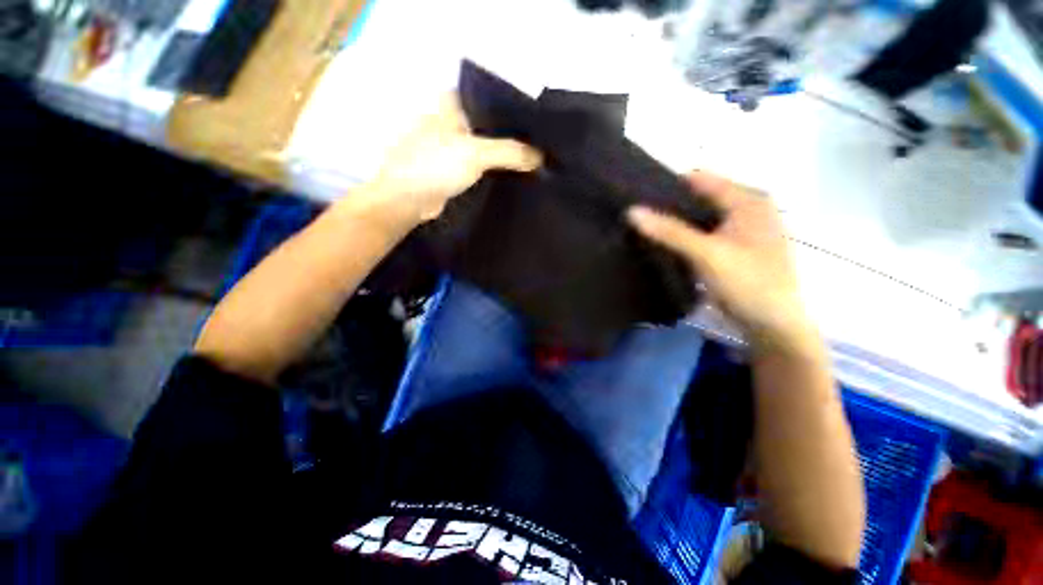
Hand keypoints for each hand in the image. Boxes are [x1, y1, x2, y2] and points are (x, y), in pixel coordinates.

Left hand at [363, 93, 541, 226]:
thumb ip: (511, 152)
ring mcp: (452, 146)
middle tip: (541, 145)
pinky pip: (481, 165)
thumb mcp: (475, 153)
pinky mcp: (453, 169)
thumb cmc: (434, 166)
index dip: (515, 110)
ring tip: (534, 161)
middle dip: (513, 136)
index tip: (539, 124)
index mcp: (453, 103)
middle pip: (491, 125)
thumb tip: (542, 157)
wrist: (407, 200)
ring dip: (505, 155)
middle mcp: (453, 120)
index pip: (492, 100)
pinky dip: (495, 170)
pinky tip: (513, 176)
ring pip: (486, 147)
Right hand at [628, 171, 813, 349]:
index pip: (699, 179)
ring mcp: (744, 228)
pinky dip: (686, 235)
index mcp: (747, 200)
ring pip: (701, 216)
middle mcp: (748, 207)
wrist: (774, 324)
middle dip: (669, 205)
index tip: (637, 195)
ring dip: (676, 222)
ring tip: (645, 227)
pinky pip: (705, 232)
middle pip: (700, 197)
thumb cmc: (747, 283)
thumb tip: (632, 211)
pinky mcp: (737, 247)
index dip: (667, 185)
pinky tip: (666, 243)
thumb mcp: (705, 253)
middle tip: (637, 215)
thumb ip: (669, 231)